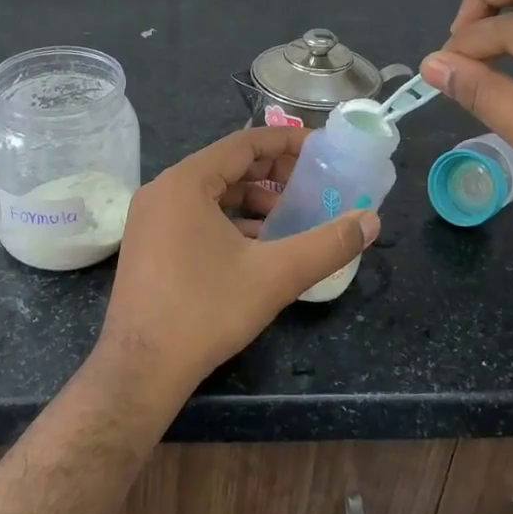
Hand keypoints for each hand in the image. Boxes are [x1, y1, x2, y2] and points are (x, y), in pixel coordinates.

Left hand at [95, 127, 378, 410]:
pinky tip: (259, 246)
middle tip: (313, 186)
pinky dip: (231, 221)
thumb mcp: (275, 275)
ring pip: (212, 194)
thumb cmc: (205, 312)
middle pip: (227, 166)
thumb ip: (328, 244)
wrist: (140, 371)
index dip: (287, 142)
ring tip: (291, 218)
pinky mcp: (149, 244)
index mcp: (185, 182)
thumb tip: (372, 221)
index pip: (244, 144)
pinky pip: (196, 216)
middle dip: (273, 174)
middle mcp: (163, 190)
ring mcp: (151, 218)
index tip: (322, 149)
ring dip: (254, 201)